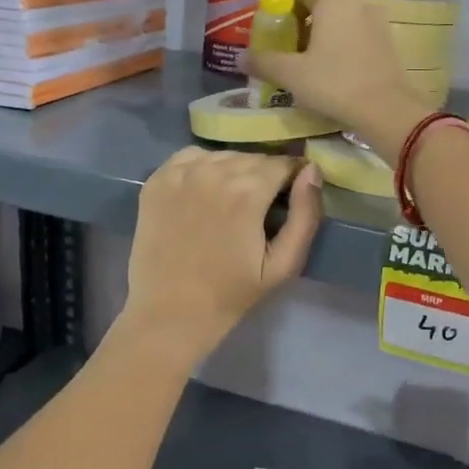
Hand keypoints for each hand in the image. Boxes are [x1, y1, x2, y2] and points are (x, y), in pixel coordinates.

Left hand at [120, 148, 322, 362]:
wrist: (171, 312)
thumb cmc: (231, 293)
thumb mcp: (283, 264)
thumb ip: (305, 215)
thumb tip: (312, 172)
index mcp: (247, 191)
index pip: (283, 164)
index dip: (292, 178)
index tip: (290, 197)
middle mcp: (213, 171)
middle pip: (253, 158)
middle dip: (265, 176)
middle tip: (261, 206)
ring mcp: (180, 173)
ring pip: (223, 156)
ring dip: (235, 170)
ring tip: (233, 201)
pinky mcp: (156, 180)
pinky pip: (191, 157)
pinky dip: (203, 167)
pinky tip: (205, 192)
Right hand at [240, 0, 432, 162]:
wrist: (385, 110)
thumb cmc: (334, 83)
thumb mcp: (291, 74)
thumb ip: (263, 61)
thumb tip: (239, 57)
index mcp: (332, 0)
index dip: (285, 12)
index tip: (276, 37)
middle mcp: (357, 2)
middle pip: (322, 8)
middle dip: (304, 27)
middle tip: (290, 55)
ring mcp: (377, 22)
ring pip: (342, 24)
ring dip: (325, 39)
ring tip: (311, 67)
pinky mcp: (389, 43)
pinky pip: (358, 38)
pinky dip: (344, 49)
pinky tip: (336, 74)